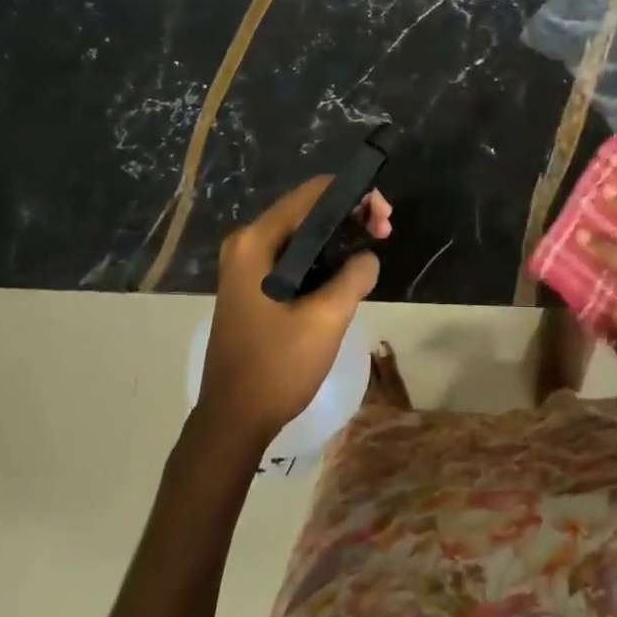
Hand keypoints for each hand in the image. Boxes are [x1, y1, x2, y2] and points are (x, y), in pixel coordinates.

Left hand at [198, 178, 390, 445]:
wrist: (232, 423)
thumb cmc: (276, 367)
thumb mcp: (326, 320)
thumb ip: (354, 276)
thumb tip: (368, 256)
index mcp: (256, 242)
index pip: (313, 194)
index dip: (354, 195)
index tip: (384, 217)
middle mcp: (247, 243)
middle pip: (308, 209)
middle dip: (350, 215)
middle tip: (384, 233)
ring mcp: (247, 265)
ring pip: (303, 233)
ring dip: (339, 236)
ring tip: (372, 249)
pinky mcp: (252, 285)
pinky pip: (294, 255)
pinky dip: (323, 255)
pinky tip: (347, 270)